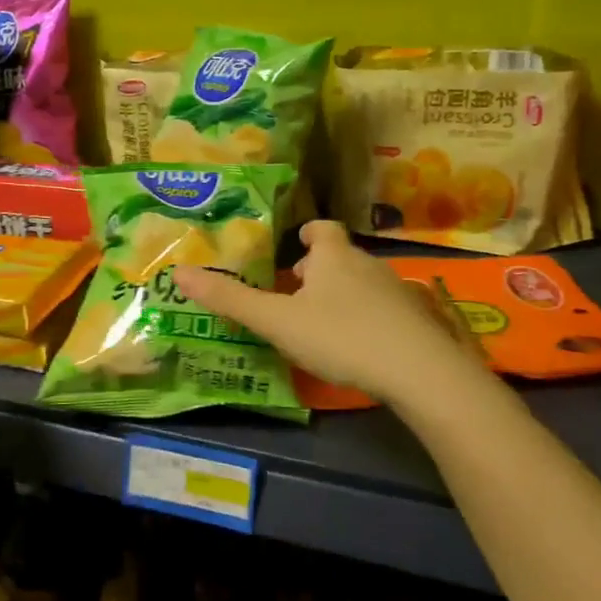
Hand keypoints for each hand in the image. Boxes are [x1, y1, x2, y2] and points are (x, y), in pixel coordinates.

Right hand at [172, 220, 477, 412]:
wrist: (421, 372)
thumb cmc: (341, 336)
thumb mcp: (277, 321)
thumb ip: (230, 299)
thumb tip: (179, 273)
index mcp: (334, 256)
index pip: (322, 229)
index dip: (308, 234)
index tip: (296, 246)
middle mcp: (368, 264)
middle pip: (341, 257)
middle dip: (319, 270)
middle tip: (295, 293)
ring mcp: (398, 291)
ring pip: (363, 284)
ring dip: (343, 296)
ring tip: (322, 324)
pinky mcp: (418, 321)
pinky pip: (385, 311)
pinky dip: (368, 319)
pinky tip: (359, 347)